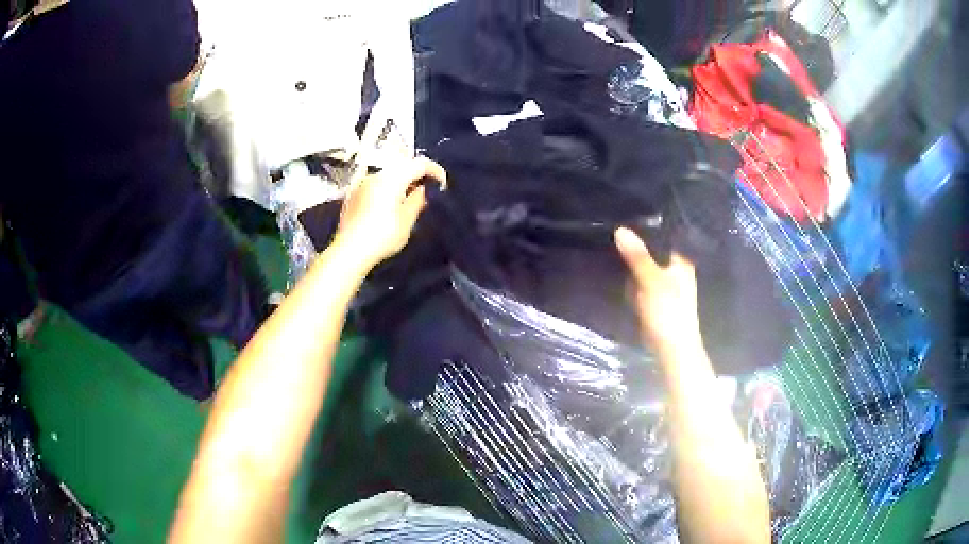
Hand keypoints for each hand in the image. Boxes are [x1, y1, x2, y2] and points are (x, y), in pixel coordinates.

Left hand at [333, 156, 446, 267]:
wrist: (349, 251)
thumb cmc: (382, 236)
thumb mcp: (407, 221)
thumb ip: (417, 200)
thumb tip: (422, 189)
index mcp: (392, 178)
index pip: (419, 163)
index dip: (434, 170)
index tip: (442, 183)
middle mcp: (376, 175)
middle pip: (401, 167)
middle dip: (416, 176)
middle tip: (427, 193)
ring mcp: (362, 184)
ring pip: (387, 176)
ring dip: (400, 184)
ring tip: (408, 201)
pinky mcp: (353, 195)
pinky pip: (375, 186)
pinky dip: (386, 190)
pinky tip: (388, 207)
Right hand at [615, 227, 700, 353]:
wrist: (673, 349)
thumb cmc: (668, 312)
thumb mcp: (651, 280)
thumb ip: (637, 256)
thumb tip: (620, 229)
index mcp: (681, 262)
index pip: (663, 238)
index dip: (645, 230)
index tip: (624, 221)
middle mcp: (677, 271)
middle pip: (653, 253)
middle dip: (636, 249)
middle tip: (614, 235)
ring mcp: (667, 286)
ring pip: (646, 268)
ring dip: (633, 266)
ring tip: (613, 251)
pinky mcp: (658, 300)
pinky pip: (643, 283)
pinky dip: (634, 281)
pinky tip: (622, 276)